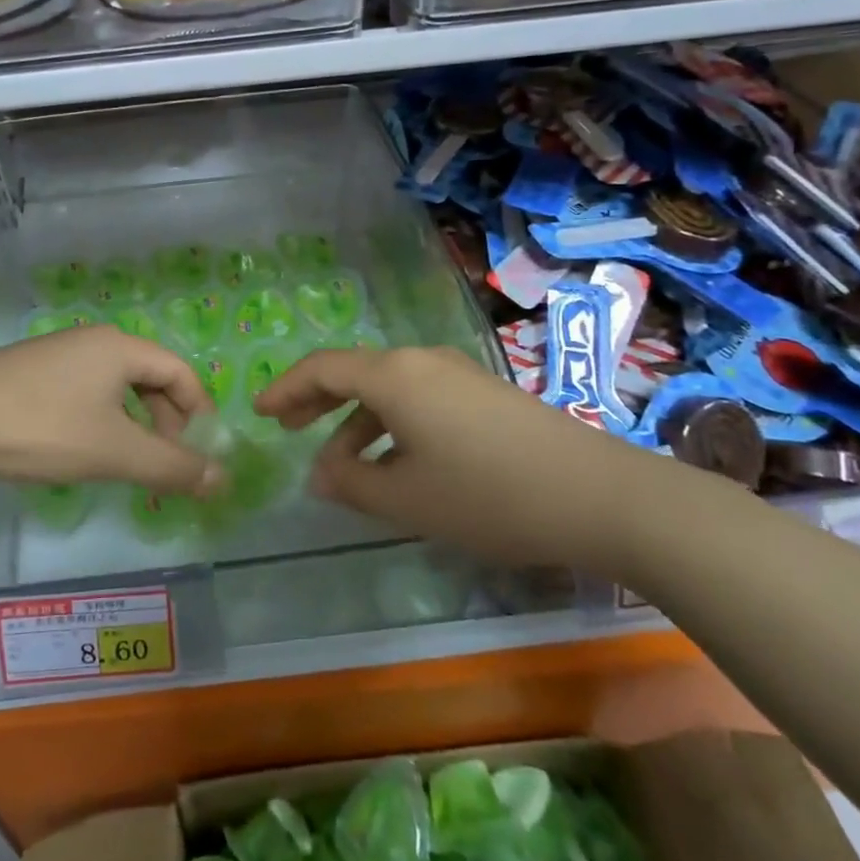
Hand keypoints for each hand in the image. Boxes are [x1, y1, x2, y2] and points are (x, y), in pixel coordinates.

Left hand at [0, 327, 222, 495]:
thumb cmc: (43, 428)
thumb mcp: (114, 452)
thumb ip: (172, 467)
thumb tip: (222, 479)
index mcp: (121, 347)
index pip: (181, 373)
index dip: (198, 414)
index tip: (197, 456)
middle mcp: (94, 341)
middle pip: (151, 378)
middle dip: (166, 423)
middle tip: (161, 467)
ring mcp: (60, 353)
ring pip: (117, 387)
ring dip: (133, 425)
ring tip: (125, 464)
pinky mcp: (33, 371)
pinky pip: (86, 391)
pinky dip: (101, 420)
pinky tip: (81, 449)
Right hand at [254, 347, 674, 575]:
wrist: (599, 495)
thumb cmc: (488, 495)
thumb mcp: (408, 499)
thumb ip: (351, 483)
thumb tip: (318, 472)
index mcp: (394, 376)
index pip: (322, 368)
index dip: (285, 388)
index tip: (259, 411)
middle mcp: (421, 361)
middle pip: (353, 371)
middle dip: (316, 399)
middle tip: (287, 427)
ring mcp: (456, 374)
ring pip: (387, 388)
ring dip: (356, 421)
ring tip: (343, 466)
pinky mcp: (482, 393)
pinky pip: (418, 398)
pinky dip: (391, 424)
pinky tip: (397, 462)